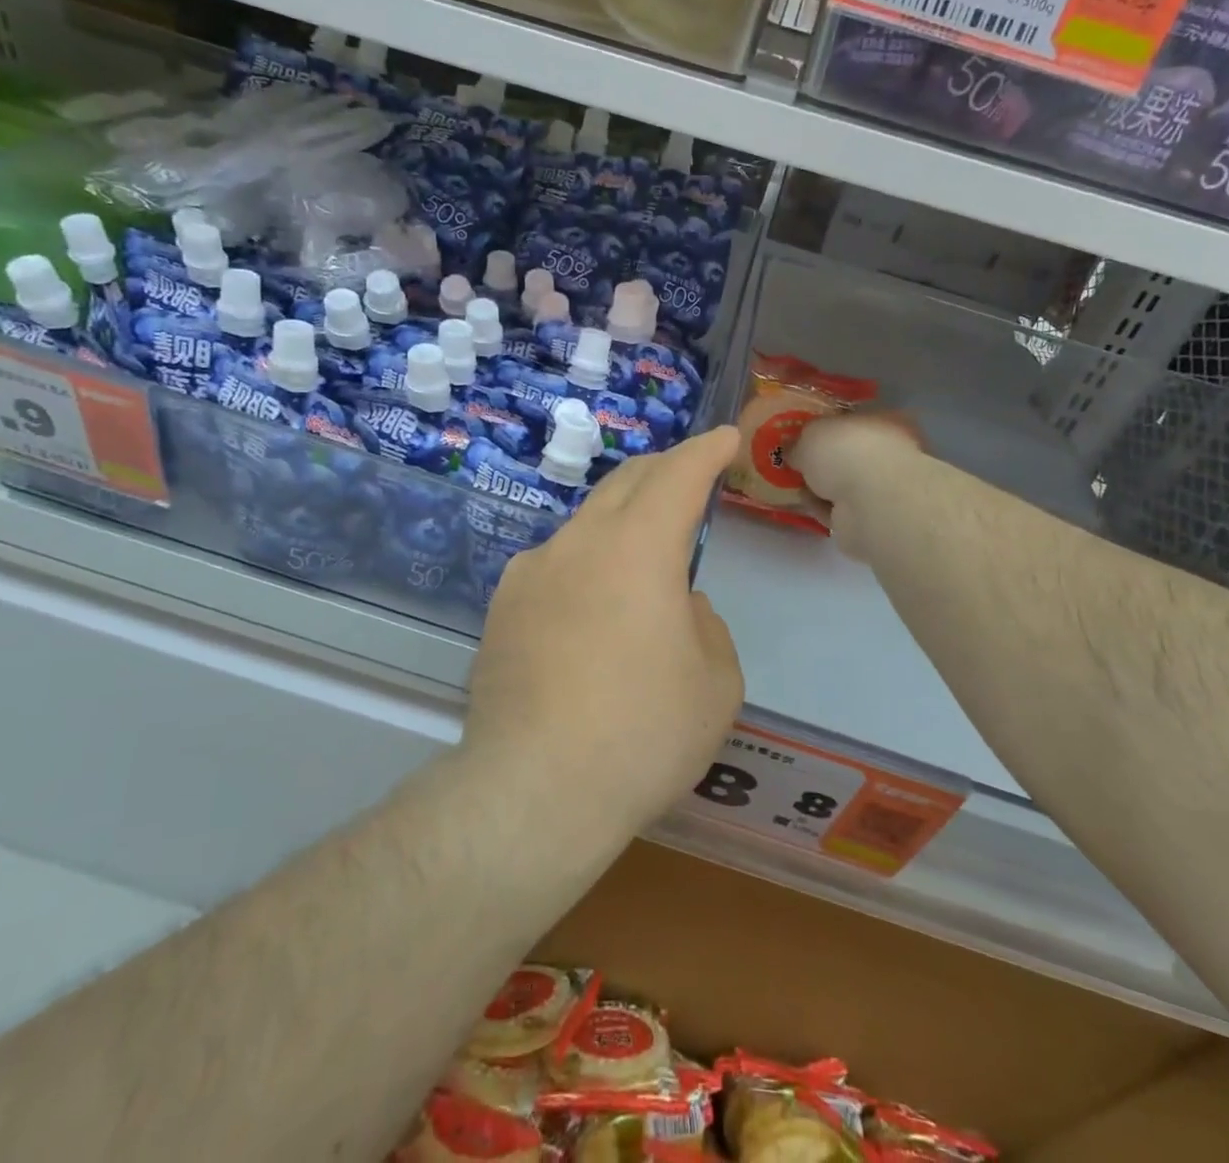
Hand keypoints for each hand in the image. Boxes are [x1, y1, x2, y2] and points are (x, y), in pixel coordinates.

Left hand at [463, 426, 745, 839]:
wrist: (533, 791)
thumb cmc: (642, 734)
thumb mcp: (715, 683)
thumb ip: (706, 625)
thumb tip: (677, 604)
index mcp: (639, 548)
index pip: (679, 475)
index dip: (707, 451)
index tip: (726, 438)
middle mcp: (579, 543)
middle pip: (627, 483)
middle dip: (665, 470)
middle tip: (691, 475)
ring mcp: (532, 572)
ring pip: (587, 524)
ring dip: (622, 521)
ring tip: (643, 552)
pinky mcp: (502, 608)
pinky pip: (555, 565)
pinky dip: (586, 564)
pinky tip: (591, 608)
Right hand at [787, 413, 922, 559]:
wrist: (871, 505)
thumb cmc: (847, 452)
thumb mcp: (812, 433)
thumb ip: (800, 439)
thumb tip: (793, 449)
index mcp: (887, 422)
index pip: (855, 420)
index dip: (828, 426)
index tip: (802, 435)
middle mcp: (891, 453)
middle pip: (848, 454)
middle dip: (821, 460)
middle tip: (793, 461)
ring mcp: (884, 489)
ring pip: (844, 484)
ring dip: (819, 486)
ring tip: (792, 484)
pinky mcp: (873, 519)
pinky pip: (840, 509)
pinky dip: (822, 507)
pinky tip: (805, 504)